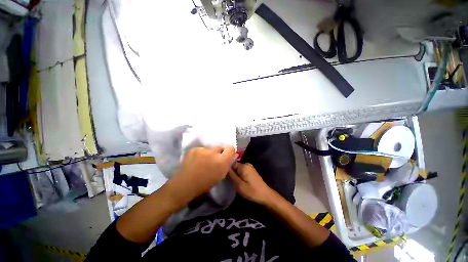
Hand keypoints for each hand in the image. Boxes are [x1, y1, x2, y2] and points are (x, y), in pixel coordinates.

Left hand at [170, 146, 235, 203]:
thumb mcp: (221, 176)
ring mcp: (202, 149)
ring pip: (210, 148)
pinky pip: (201, 149)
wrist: (184, 185)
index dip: (229, 152)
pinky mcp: (194, 149)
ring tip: (203, 161)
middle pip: (220, 147)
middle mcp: (213, 152)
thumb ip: (226, 164)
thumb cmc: (205, 184)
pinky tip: (196, 160)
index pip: (230, 148)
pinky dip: (201, 153)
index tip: (227, 156)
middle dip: (219, 153)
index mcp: (222, 161)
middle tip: (214, 160)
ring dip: (209, 153)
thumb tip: (229, 157)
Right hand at [228, 162, 273, 205]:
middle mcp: (246, 164)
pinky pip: (242, 171)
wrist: (266, 196)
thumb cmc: (252, 191)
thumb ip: (231, 175)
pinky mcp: (251, 171)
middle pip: (234, 166)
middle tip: (228, 180)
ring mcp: (249, 168)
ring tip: (232, 181)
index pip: (231, 163)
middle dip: (231, 172)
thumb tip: (224, 167)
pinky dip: (239, 175)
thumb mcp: (239, 185)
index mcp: (243, 166)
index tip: (222, 175)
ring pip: (238, 169)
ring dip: (235, 174)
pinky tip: (238, 181)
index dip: (226, 169)